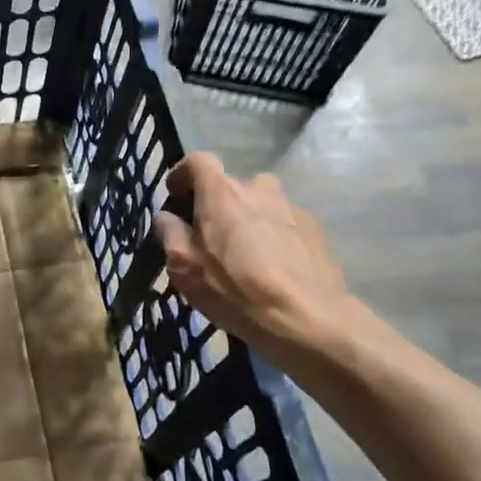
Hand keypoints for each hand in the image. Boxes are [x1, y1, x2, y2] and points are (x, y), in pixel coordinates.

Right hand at [153, 154, 359, 372]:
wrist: (307, 319)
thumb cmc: (235, 290)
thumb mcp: (184, 267)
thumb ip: (170, 233)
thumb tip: (165, 216)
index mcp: (222, 192)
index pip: (198, 161)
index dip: (183, 174)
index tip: (176, 197)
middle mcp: (258, 188)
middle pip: (229, 186)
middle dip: (215, 205)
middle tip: (209, 238)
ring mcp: (291, 206)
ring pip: (258, 204)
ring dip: (246, 220)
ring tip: (243, 256)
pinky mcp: (314, 229)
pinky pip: (282, 223)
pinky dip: (271, 236)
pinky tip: (272, 268)